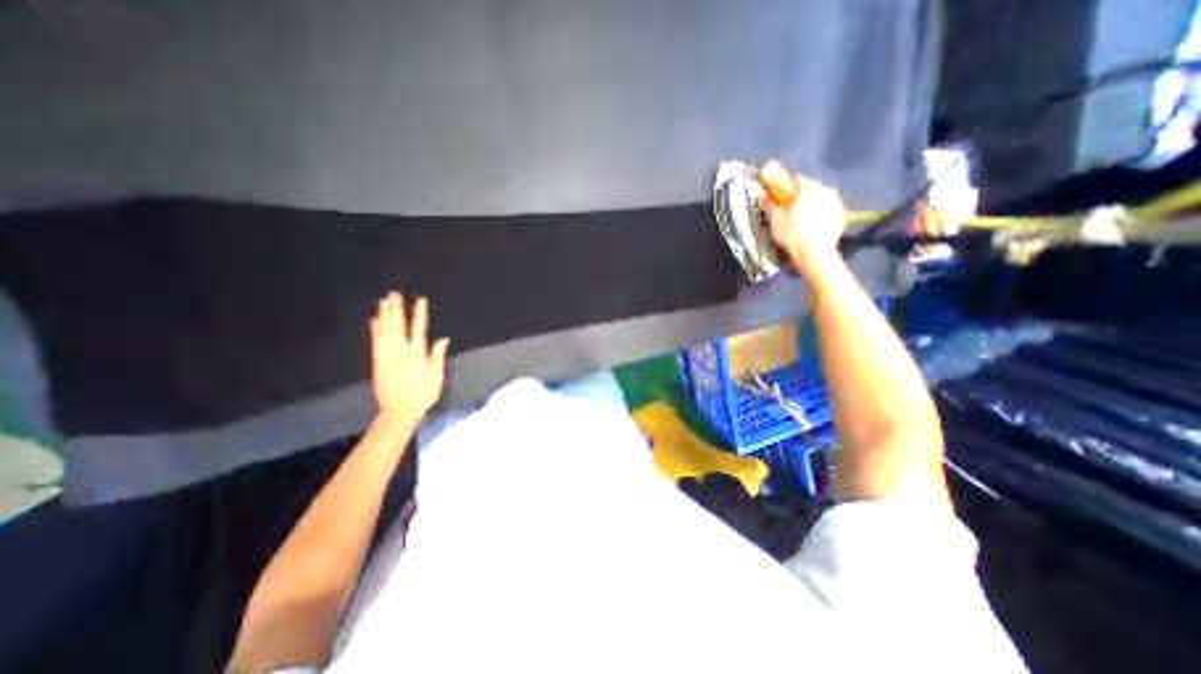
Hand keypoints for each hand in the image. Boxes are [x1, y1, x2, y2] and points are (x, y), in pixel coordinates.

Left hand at [370, 290, 446, 419]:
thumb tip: (442, 339)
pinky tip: (374, 320)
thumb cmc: (423, 394)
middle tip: (394, 294)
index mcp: (417, 354)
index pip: (419, 328)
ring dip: (384, 314)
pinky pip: (375, 340)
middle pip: (398, 325)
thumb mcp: (436, 376)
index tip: (421, 300)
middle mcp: (400, 351)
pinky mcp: (377, 361)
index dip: (420, 313)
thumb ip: (437, 356)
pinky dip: (374, 329)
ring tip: (384, 301)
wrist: (399, 410)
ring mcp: (386, 355)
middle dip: (397, 308)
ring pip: (384, 330)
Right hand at [754, 162, 848, 275]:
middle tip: (788, 211)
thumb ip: (769, 203)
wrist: (815, 254)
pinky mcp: (842, 216)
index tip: (778, 198)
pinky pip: (827, 211)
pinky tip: (811, 228)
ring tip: (800, 221)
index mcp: (808, 187)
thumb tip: (760, 193)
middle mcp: (826, 189)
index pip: (795, 179)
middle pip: (809, 189)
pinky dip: (820, 215)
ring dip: (810, 205)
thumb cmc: (792, 234)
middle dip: (799, 197)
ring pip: (820, 199)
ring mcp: (837, 202)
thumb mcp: (775, 219)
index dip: (785, 187)